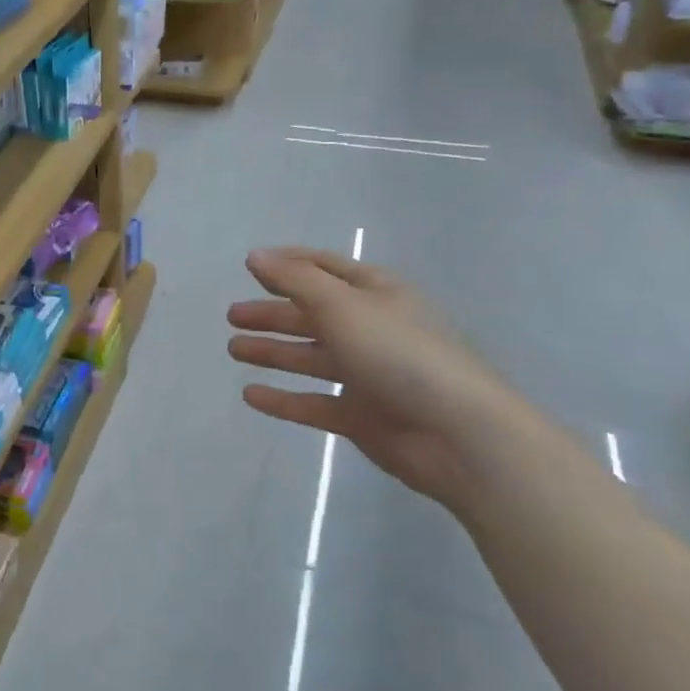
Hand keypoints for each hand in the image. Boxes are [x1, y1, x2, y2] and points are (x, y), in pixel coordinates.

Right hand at [226, 248, 529, 513]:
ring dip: (273, 352)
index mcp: (377, 294)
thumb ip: (295, 280)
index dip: (290, 264)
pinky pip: (313, 403)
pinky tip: (251, 395)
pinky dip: (283, 399)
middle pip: (313, 315)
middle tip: (232, 315)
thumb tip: (256, 255)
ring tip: (234, 349)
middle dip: (273, 313)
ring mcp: (367, 375)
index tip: (251, 265)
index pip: (327, 269)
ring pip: (310, 358)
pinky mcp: (361, 416)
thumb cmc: (398, 354)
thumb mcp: (343, 306)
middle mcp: (371, 329)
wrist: (456, 434)